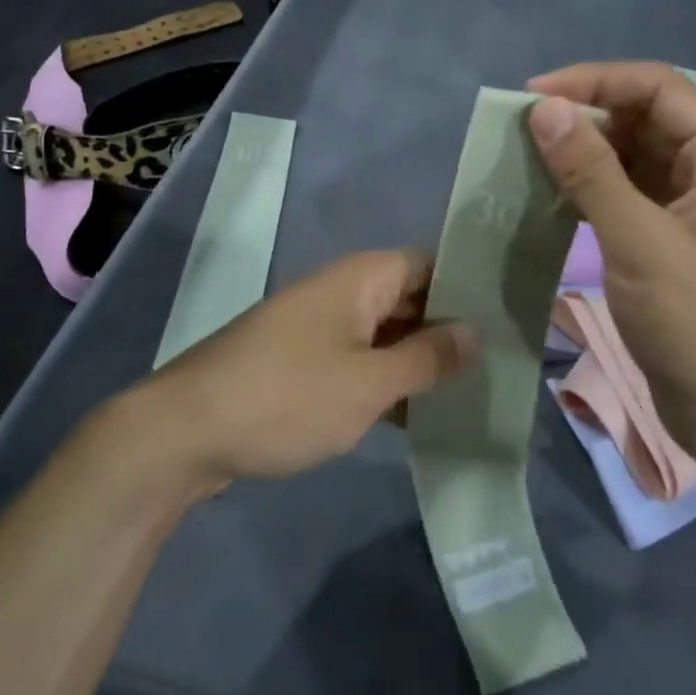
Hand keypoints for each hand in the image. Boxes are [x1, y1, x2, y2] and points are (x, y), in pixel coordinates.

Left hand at [152, 249, 476, 482]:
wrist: (185, 431)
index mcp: (362, 277)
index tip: (510, 320)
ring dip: (420, 361)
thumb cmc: (286, 397)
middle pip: (411, 298)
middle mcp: (342, 291)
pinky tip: (418, 417)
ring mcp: (320, 327)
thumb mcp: (368, 383)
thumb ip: (427, 356)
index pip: (431, 263)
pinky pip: (359, 360)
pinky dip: (387, 382)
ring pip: (386, 333)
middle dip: (450, 330)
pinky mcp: (303, 362)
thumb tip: (475, 331)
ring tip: (474, 394)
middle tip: (502, 366)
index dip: (470, 287)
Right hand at [525, 62, 695, 450]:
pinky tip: (555, 194)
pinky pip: (631, 191)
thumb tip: (544, 110)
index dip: (594, 81)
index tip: (533, 96)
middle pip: (646, 117)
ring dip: (586, 152)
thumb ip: (590, 172)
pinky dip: (594, 187)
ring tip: (531, 157)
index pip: (659, 88)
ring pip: (635, 154)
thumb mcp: (640, 243)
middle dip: (587, 116)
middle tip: (526, 130)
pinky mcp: (676, 236)